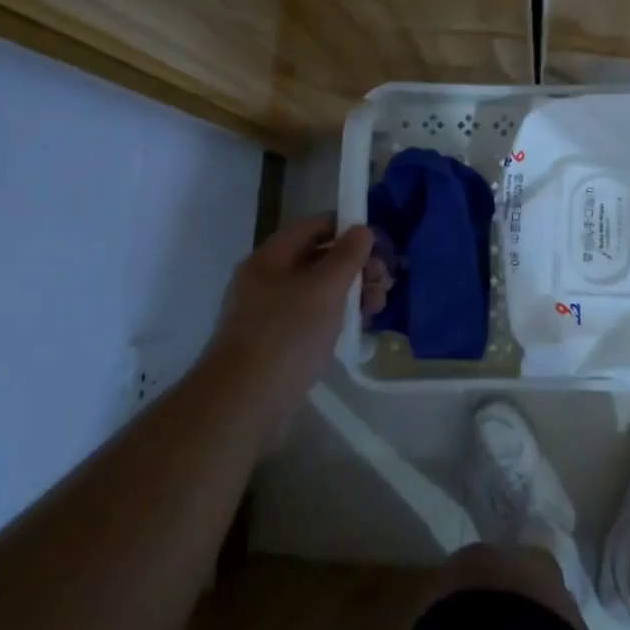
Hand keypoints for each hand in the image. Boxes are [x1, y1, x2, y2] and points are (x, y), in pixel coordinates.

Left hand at [205, 214, 384, 430]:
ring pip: (319, 292)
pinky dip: (337, 319)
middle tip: (384, 280)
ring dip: (352, 294)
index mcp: (270, 259)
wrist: (245, 403)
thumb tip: (362, 229)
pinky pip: (313, 320)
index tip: (376, 240)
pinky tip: (359, 329)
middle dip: (355, 266)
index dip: (344, 227)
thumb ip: (347, 255)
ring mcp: (271, 316)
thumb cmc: (287, 333)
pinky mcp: (278, 346)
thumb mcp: (325, 287)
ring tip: (377, 307)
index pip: (311, 227)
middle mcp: (267, 282)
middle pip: (318, 260)